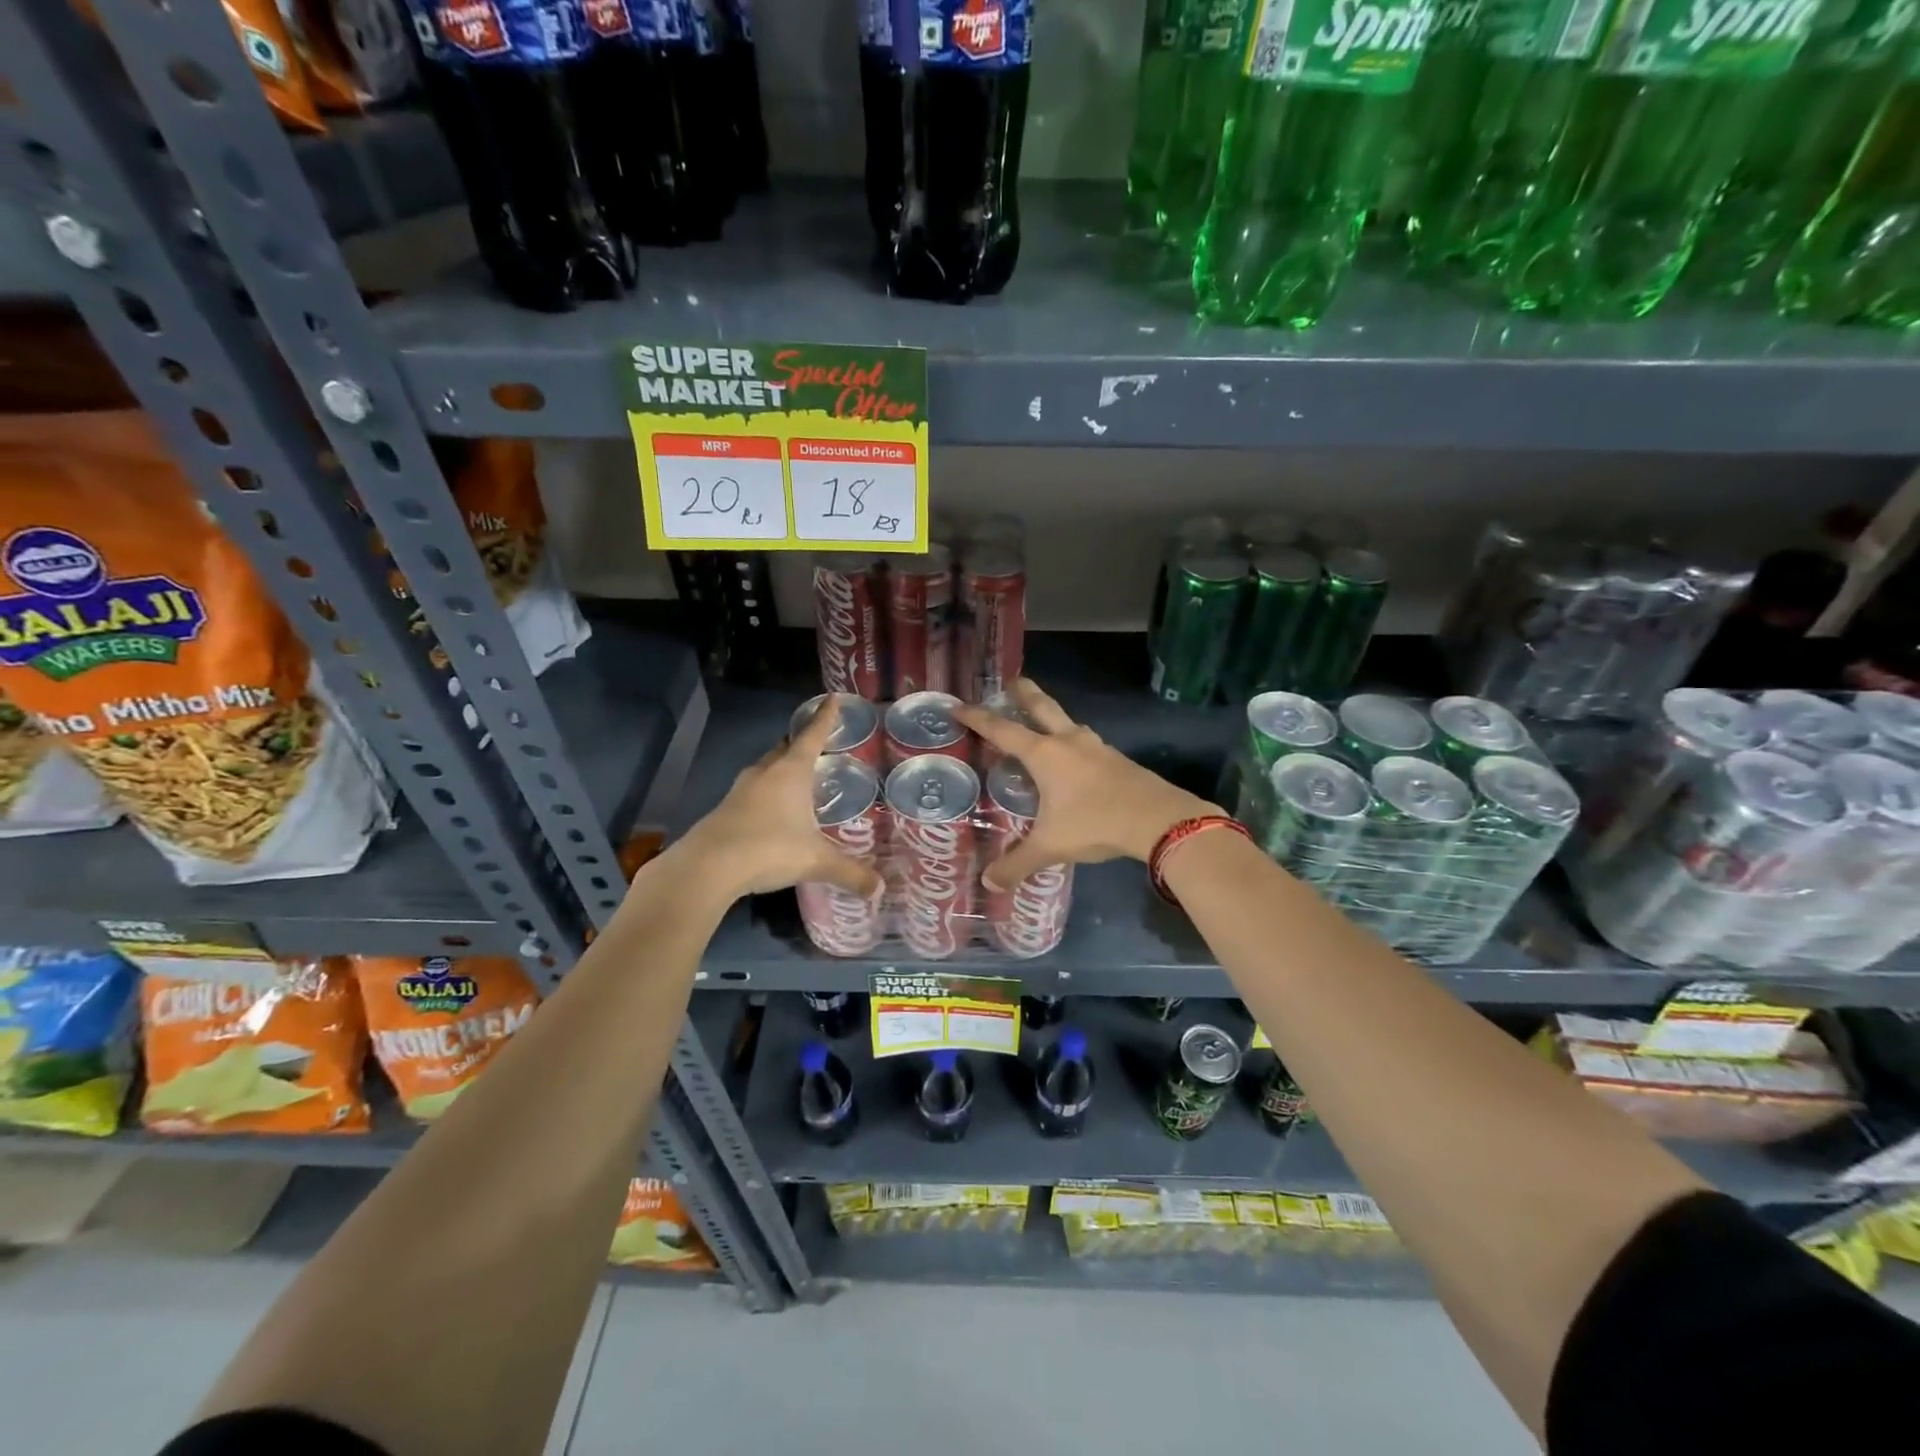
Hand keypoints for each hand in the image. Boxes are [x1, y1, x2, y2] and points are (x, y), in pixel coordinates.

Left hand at [674, 699, 884, 901]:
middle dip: (800, 744)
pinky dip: (765, 794)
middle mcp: (766, 772)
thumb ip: (849, 872)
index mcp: (792, 771)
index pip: (813, 735)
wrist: (708, 867)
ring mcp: (740, 790)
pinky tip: (771, 813)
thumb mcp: (816, 861)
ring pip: (765, 769)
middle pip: (785, 748)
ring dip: (780, 770)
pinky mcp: (724, 809)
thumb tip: (878, 889)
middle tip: (816, 746)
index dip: (825, 717)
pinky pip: (751, 792)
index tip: (832, 698)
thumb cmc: (770, 849)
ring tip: (796, 779)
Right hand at [955, 679, 1216, 889]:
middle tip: (1011, 681)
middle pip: (1041, 706)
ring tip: (1043, 723)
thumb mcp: (1051, 846)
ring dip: (1052, 717)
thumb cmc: (1095, 823)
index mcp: (1044, 754)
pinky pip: (1087, 743)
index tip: (959, 706)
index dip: (978, 718)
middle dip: (1024, 692)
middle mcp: (1068, 741)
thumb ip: (1017, 863)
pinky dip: (1073, 742)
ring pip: (1068, 723)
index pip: (1002, 729)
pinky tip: (1075, 758)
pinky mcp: (1117, 759)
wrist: (1158, 819)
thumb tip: (989, 882)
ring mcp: (1096, 747)